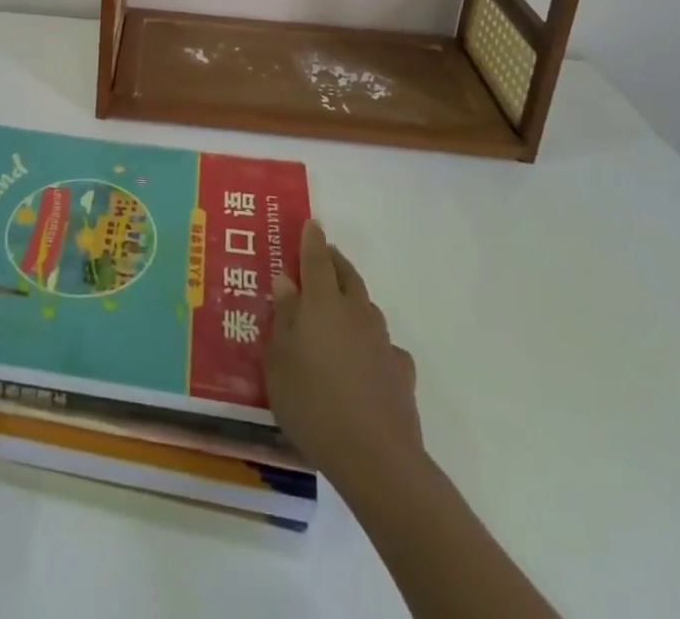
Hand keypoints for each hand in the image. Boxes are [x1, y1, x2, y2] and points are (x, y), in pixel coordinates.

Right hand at [266, 219, 421, 488]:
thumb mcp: (279, 361)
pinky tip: (368, 359)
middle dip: (335, 261)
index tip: (311, 223)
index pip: (316, 259)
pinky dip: (373, 342)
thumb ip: (283, 318)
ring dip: (354, 298)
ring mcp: (382, 341)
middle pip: (347, 275)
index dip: (312, 239)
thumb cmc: (312, 403)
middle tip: (325, 255)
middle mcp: (355, 312)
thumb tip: (286, 281)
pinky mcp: (400, 371)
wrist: (375, 456)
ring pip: (367, 306)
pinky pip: (384, 345)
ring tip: (341, 306)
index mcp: (322, 303)